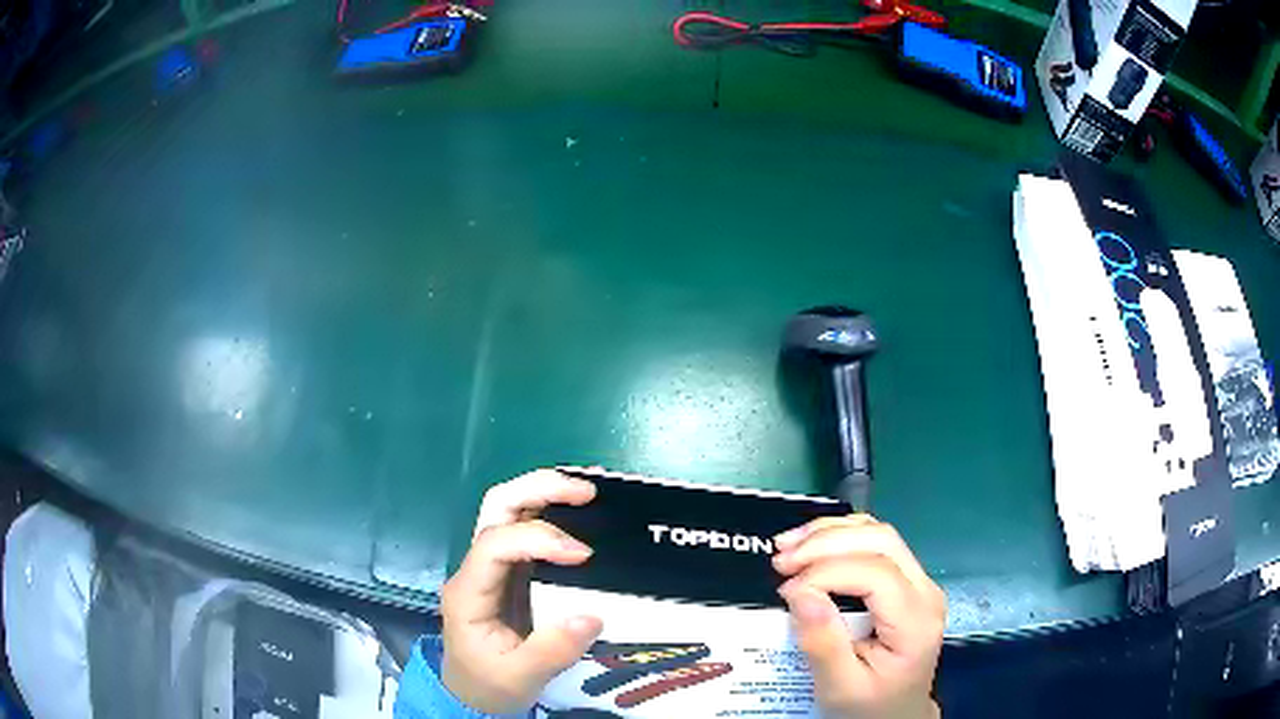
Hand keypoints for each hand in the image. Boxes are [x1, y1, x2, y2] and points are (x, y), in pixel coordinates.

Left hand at [440, 469, 603, 713]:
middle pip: (496, 507)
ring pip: (509, 508)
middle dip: (539, 489)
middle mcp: (476, 568)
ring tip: (589, 492)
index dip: (538, 538)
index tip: (584, 555)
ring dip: (546, 491)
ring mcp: (492, 566)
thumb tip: (592, 616)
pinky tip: (581, 512)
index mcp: (469, 592)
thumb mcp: (521, 677)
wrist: (474, 695)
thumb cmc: (491, 684)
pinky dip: (553, 510)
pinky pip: (527, 528)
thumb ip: (552, 650)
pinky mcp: (511, 571)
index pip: (495, 545)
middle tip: (587, 493)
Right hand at [772, 515, 945, 718]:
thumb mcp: (840, 688)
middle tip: (780, 559)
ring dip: (831, 532)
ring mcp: (920, 583)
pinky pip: (877, 544)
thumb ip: (823, 644)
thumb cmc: (867, 706)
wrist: (896, 715)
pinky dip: (841, 537)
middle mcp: (926, 592)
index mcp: (915, 621)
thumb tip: (800, 594)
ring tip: (788, 546)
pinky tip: (812, 544)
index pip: (876, 573)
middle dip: (826, 542)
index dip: (827, 572)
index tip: (785, 590)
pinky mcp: (907, 582)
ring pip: (880, 534)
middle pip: (882, 542)